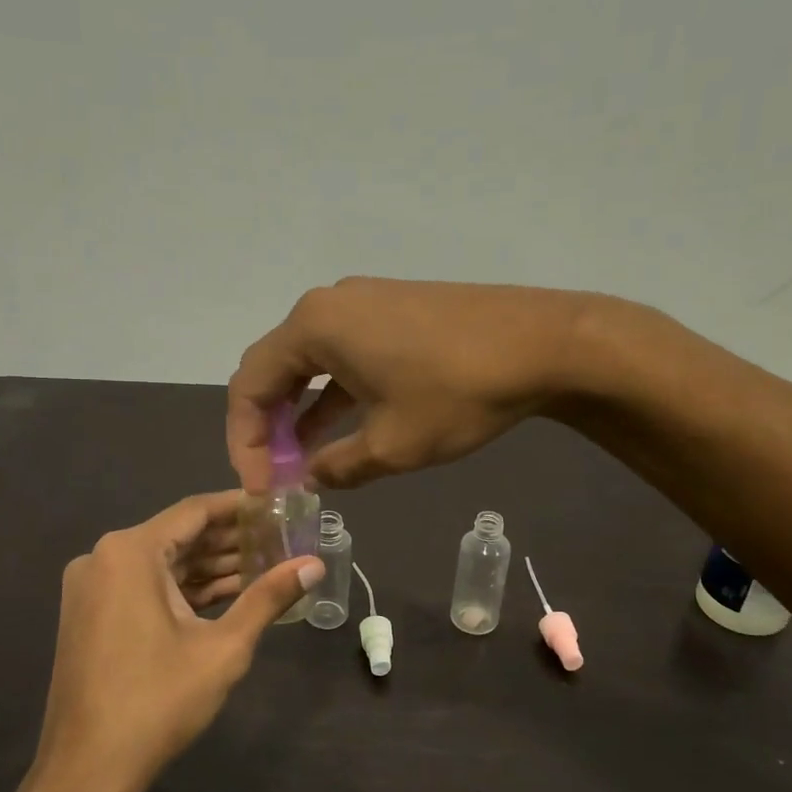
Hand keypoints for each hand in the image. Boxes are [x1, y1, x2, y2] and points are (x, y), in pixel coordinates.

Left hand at [32, 491, 323, 791]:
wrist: (88, 769)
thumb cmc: (158, 701)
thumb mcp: (223, 647)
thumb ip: (268, 597)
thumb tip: (314, 565)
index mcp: (129, 552)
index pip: (195, 512)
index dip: (240, 507)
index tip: (278, 506)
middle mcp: (103, 557)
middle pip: (178, 536)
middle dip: (230, 540)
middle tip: (281, 539)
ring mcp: (93, 587)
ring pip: (163, 564)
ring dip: (210, 567)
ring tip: (266, 566)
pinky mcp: (92, 614)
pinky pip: (145, 587)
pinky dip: (184, 590)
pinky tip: (228, 595)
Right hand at [228, 277, 587, 491]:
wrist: (546, 343)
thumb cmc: (457, 393)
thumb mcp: (392, 445)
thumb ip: (339, 467)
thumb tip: (312, 480)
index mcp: (313, 328)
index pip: (249, 386)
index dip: (244, 443)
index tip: (259, 487)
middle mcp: (328, 306)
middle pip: (274, 370)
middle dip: (268, 428)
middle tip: (275, 476)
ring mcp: (363, 304)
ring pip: (310, 364)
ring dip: (301, 413)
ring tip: (303, 464)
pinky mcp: (393, 311)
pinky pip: (344, 356)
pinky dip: (334, 394)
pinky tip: (340, 430)